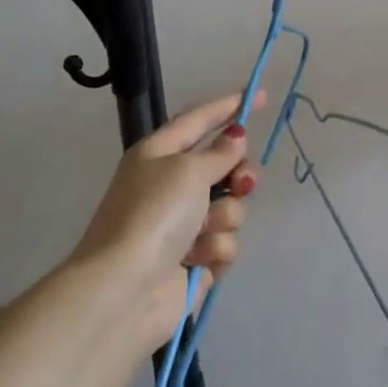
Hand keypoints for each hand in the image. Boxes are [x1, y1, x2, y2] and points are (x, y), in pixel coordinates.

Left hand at [73, 91, 262, 351]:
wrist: (124, 291)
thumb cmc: (152, 215)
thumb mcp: (187, 170)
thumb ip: (220, 152)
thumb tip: (236, 136)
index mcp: (160, 154)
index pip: (200, 119)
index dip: (230, 106)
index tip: (262, 95)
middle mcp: (172, 185)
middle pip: (225, 166)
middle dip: (239, 175)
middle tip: (241, 183)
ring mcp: (185, 224)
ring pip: (231, 206)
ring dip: (224, 218)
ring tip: (202, 234)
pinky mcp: (196, 259)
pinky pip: (225, 242)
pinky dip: (215, 249)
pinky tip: (197, 261)